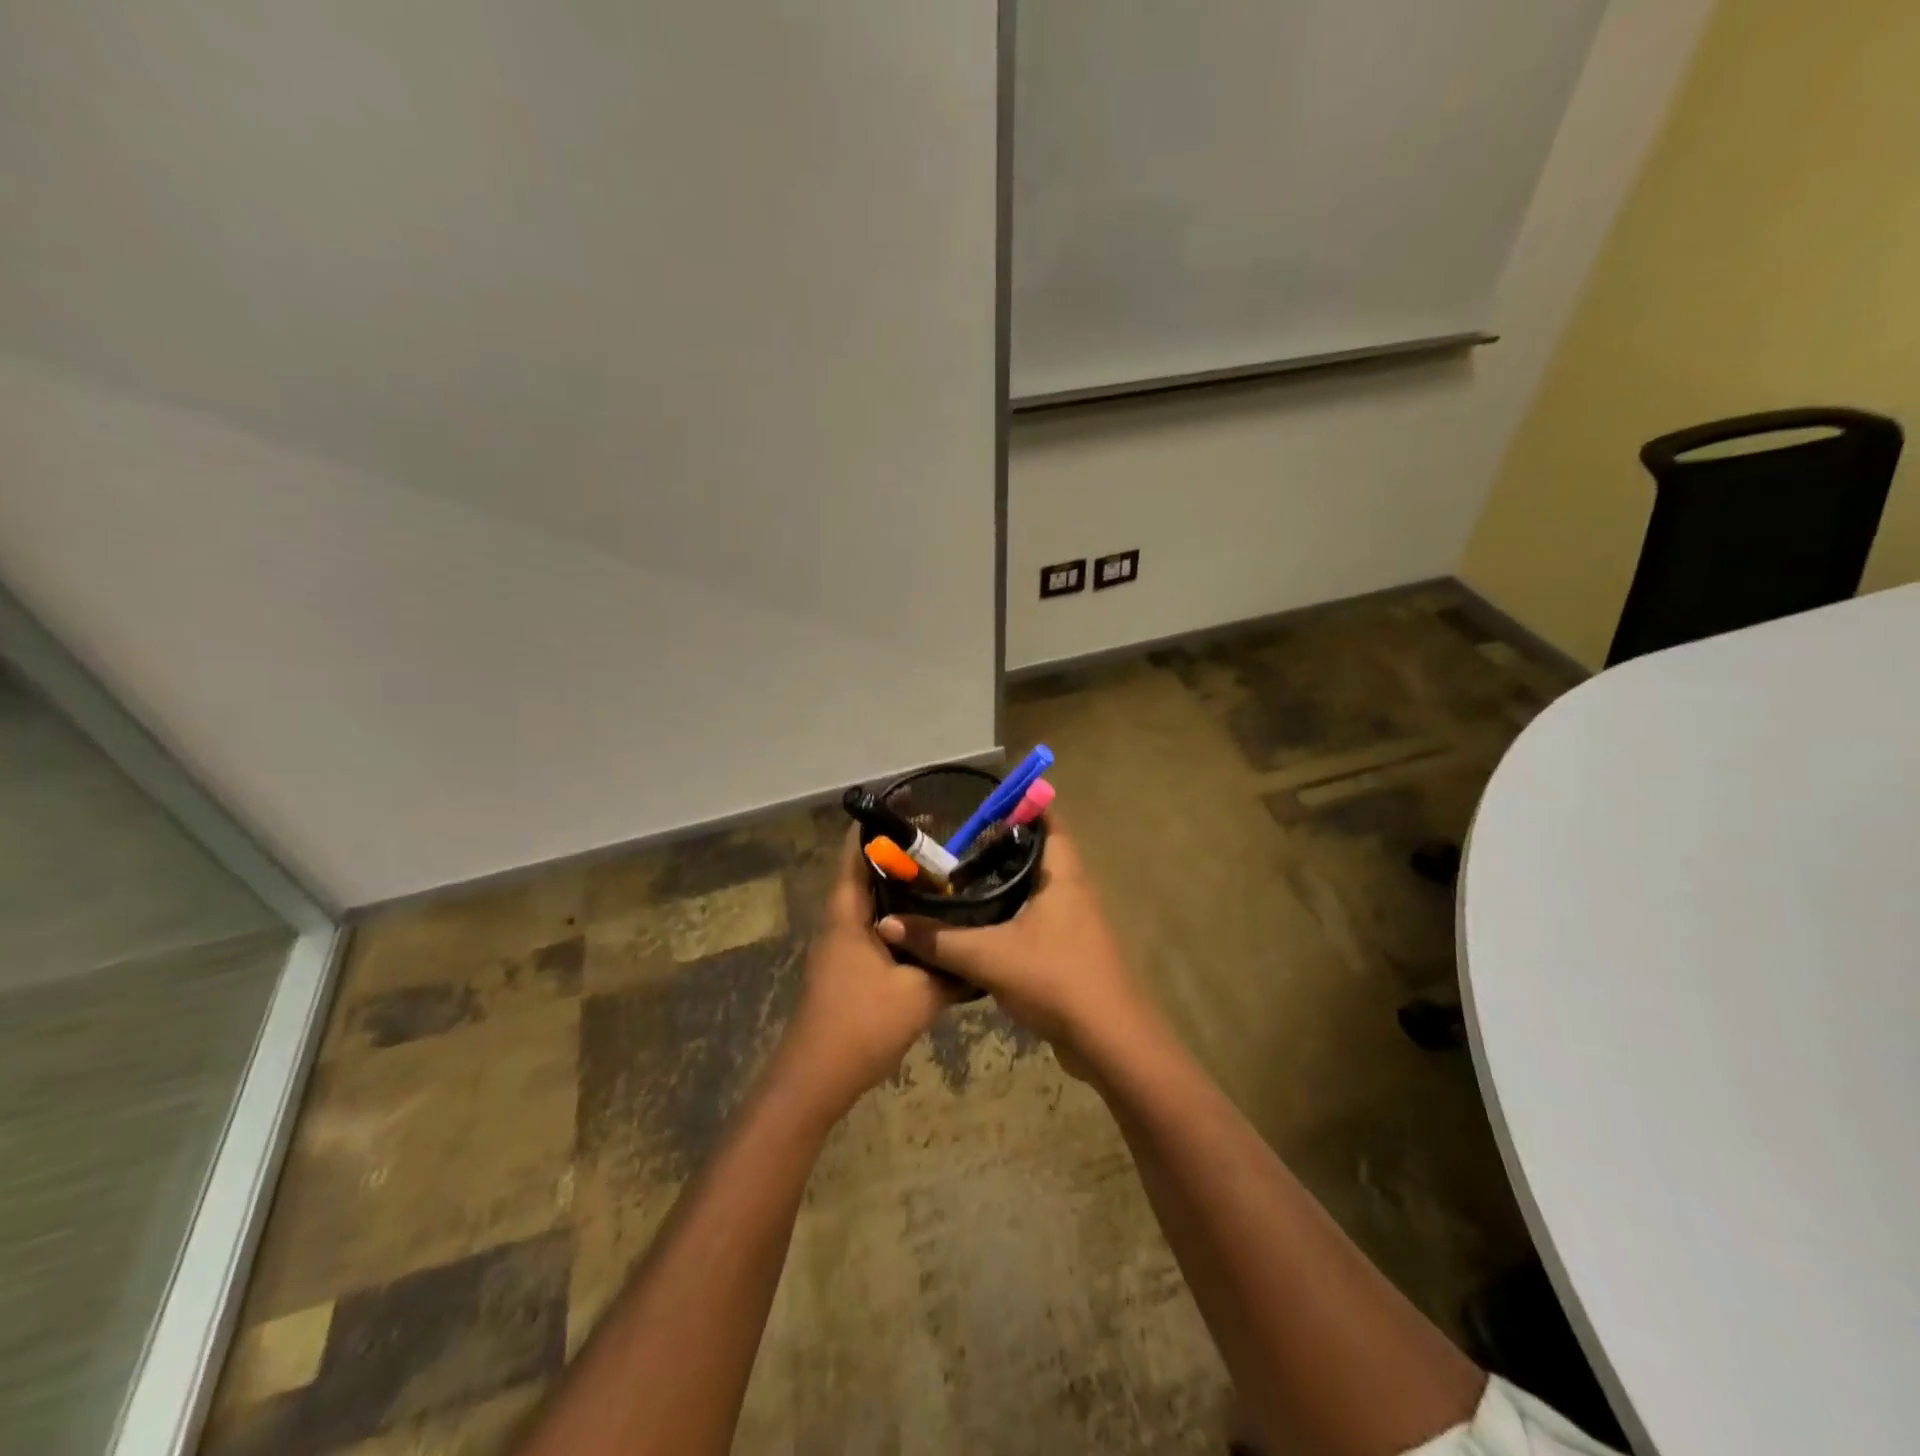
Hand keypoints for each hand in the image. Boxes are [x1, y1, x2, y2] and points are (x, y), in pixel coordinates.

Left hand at [776, 828, 959, 1116]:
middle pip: (865, 873)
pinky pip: (875, 926)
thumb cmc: (861, 1026)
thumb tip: (980, 951)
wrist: (816, 1080)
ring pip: (871, 902)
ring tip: (944, 879)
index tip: (914, 809)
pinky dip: (899, 916)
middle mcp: (840, 921)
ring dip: (900, 888)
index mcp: (847, 915)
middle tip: (944, 844)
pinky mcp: (847, 966)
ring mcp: (840, 945)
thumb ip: (950, 968)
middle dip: (900, 855)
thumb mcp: (918, 995)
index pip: (856, 853)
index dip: (879, 826)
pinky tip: (931, 926)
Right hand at [875, 817, 1147, 1061]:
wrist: (1109, 1043)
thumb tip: (888, 924)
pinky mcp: (1070, 950)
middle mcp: (1074, 889)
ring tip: (960, 878)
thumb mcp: (989, 957)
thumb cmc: (1057, 980)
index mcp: (1064, 875)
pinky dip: (1010, 912)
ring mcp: (1075, 921)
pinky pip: (1036, 918)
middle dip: (1001, 845)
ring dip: (1005, 882)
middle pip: (1038, 852)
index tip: (981, 803)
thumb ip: (938, 941)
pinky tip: (979, 924)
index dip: (1020, 806)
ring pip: (1036, 888)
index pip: (1048, 821)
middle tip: (957, 841)